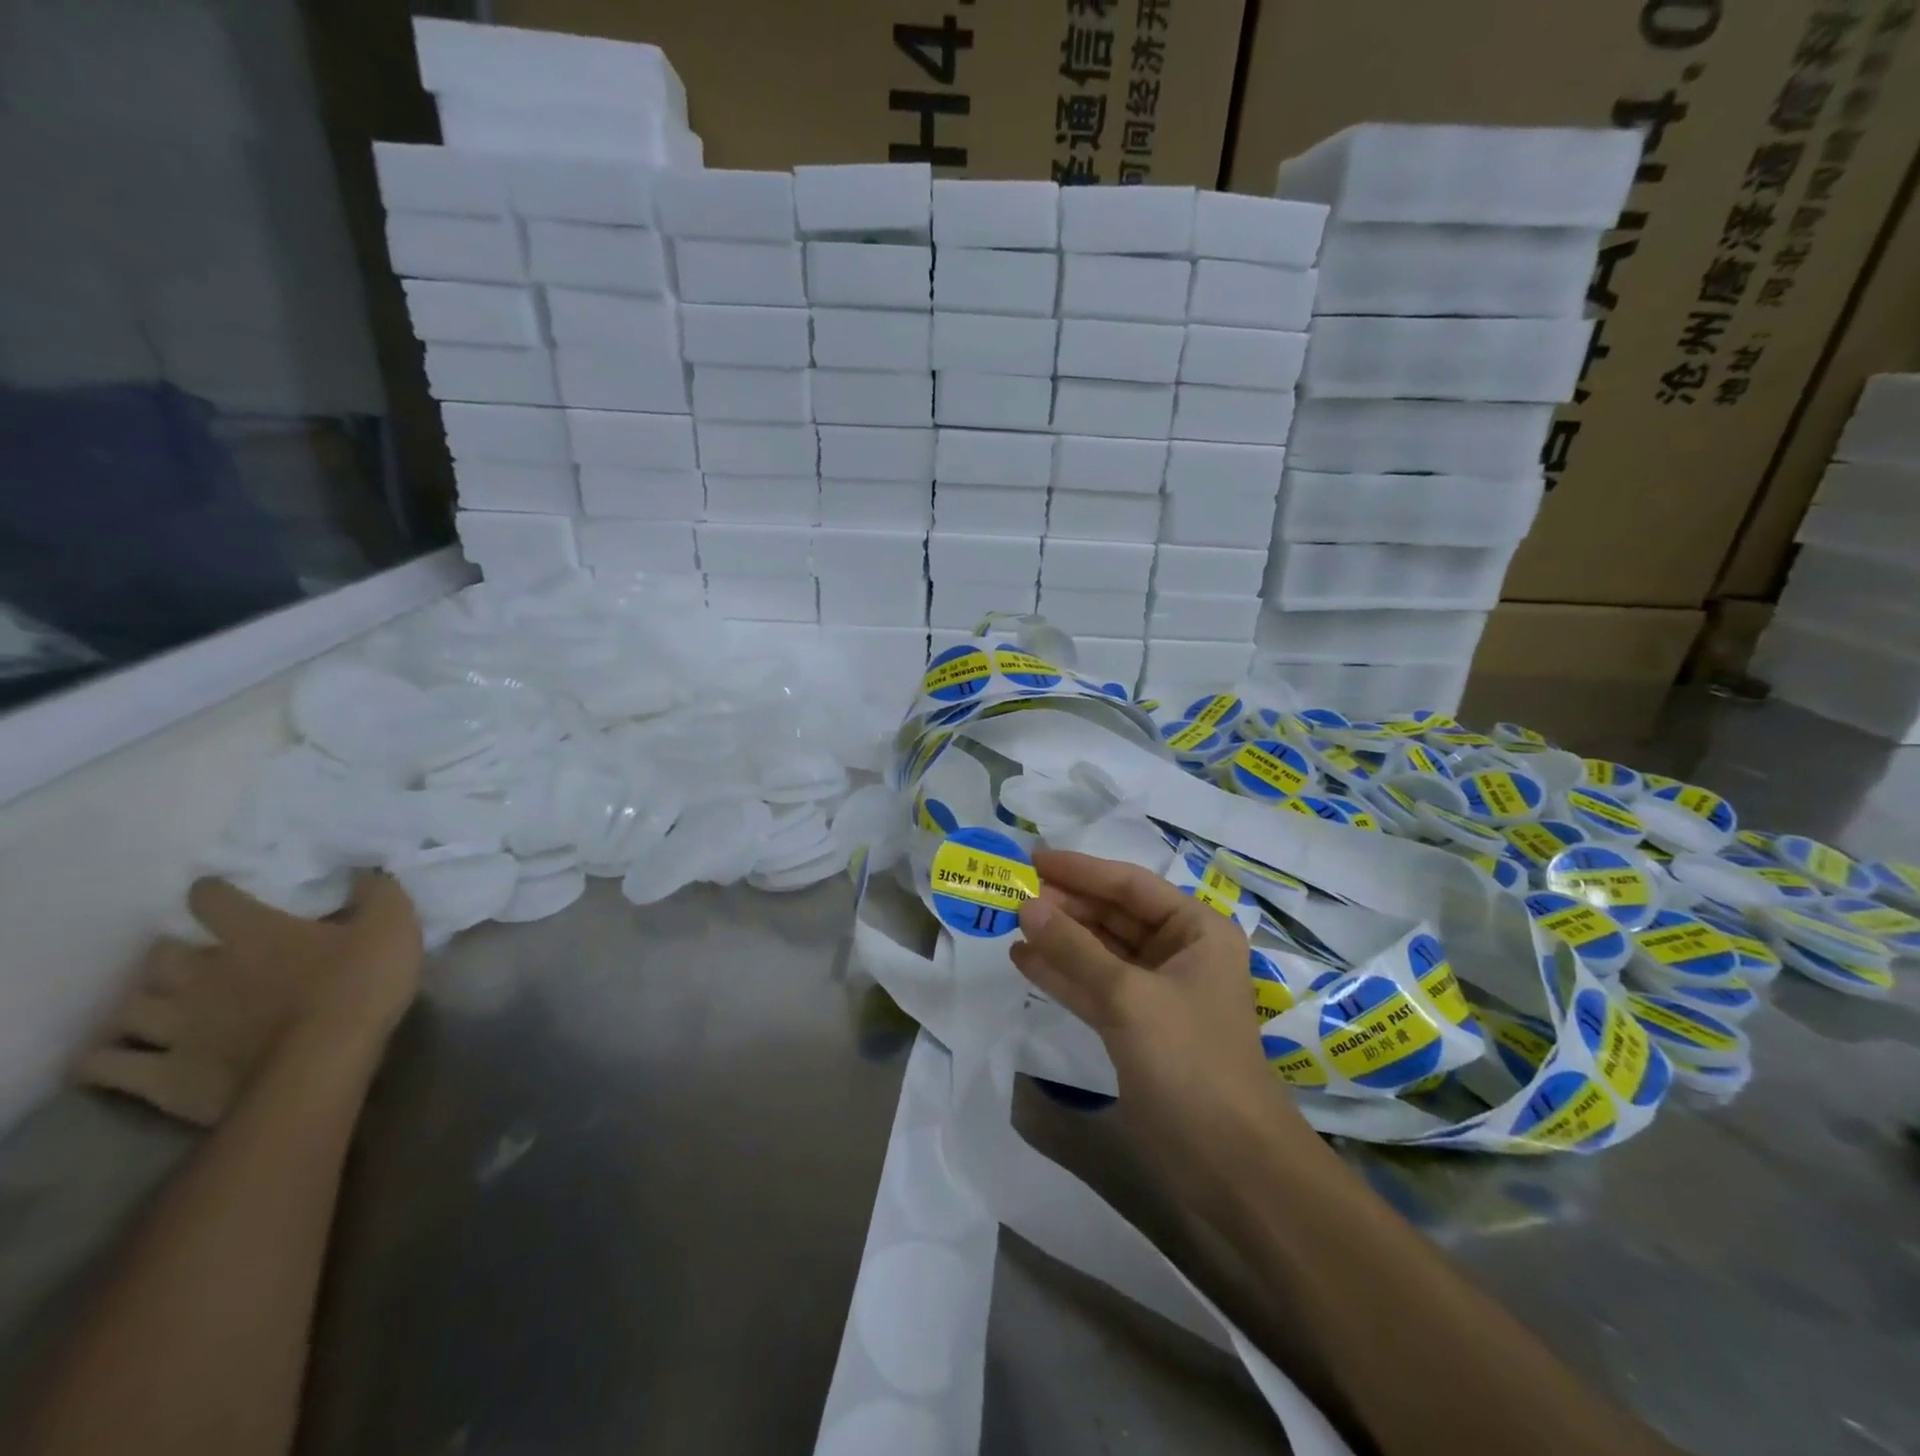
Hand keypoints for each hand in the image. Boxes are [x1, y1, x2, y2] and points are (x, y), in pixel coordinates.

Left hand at [76, 873, 423, 1126]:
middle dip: (171, 954)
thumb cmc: (358, 985)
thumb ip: (376, 893)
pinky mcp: (163, 1074)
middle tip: (191, 959)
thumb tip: (363, 870)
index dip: (212, 893)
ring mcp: (175, 1026)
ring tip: (153, 1009)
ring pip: (129, 1009)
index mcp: (254, 933)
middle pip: (160, 956)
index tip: (216, 892)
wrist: (323, 1063)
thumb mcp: (390, 926)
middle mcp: (201, 972)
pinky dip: (103, 1060)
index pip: (213, 900)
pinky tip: (112, 1059)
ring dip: (140, 1005)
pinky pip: (107, 1066)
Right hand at [1013, 850, 1318, 1206]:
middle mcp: (1179, 952)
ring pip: (1099, 950)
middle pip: (1113, 915)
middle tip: (1012, 891)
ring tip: (1010, 919)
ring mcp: (1156, 991)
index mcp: (1196, 930)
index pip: (1130, 884)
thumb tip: (1026, 904)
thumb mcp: (1128, 996)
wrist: (1228, 1163)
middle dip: (1065, 904)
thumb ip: (1074, 948)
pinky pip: (1093, 986)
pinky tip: (1023, 959)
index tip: (1031, 859)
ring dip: (1058, 937)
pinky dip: (1061, 973)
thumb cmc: (1189, 1060)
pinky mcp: (1136, 1026)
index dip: (1080, 870)